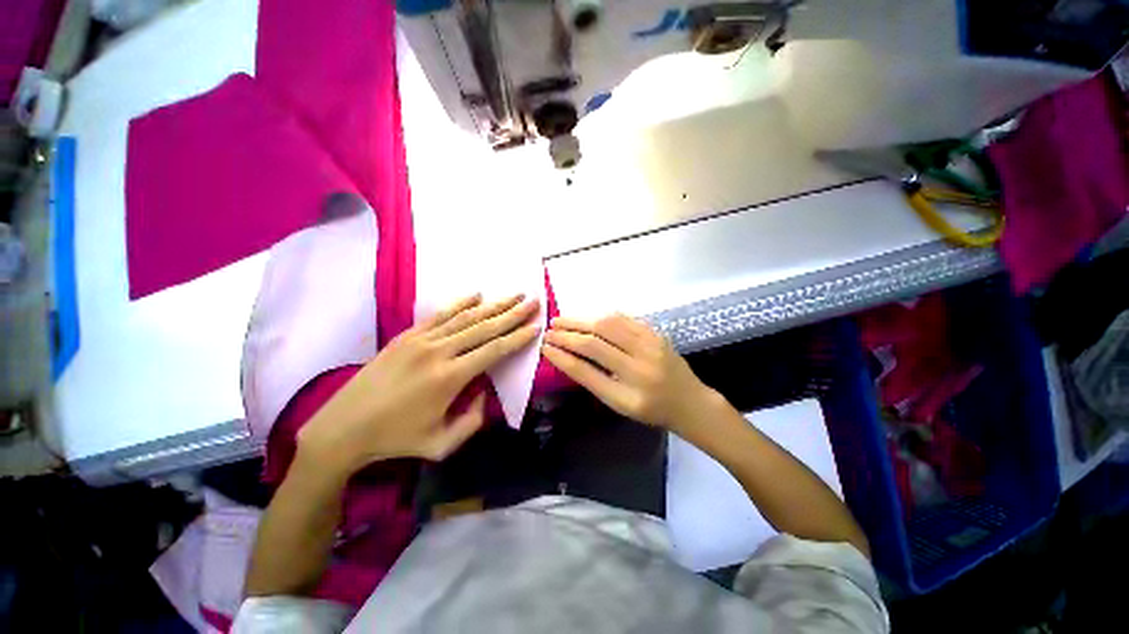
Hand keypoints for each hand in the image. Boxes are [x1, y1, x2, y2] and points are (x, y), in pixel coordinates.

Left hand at [297, 294, 540, 473]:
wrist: (343, 428)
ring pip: (466, 317)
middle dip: (513, 313)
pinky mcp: (407, 335)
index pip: (494, 350)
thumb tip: (486, 393)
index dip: (517, 337)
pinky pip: (440, 315)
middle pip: (485, 327)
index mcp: (450, 378)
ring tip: (515, 294)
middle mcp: (439, 352)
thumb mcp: (441, 444)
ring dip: (494, 304)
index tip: (536, 326)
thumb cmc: (396, 439)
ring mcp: (421, 340)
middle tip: (534, 301)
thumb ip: (473, 421)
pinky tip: (477, 294)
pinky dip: (461, 303)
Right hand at [543, 314, 716, 431]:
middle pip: (595, 343)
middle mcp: (640, 368)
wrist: (690, 401)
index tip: (545, 348)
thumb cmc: (652, 410)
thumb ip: (595, 381)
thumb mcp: (620, 405)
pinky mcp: (655, 333)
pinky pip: (623, 319)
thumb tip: (567, 357)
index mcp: (628, 395)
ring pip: (608, 325)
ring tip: (562, 321)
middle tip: (549, 330)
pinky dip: (601, 316)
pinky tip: (588, 318)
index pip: (586, 371)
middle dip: (567, 334)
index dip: (562, 357)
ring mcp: (650, 346)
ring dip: (581, 320)